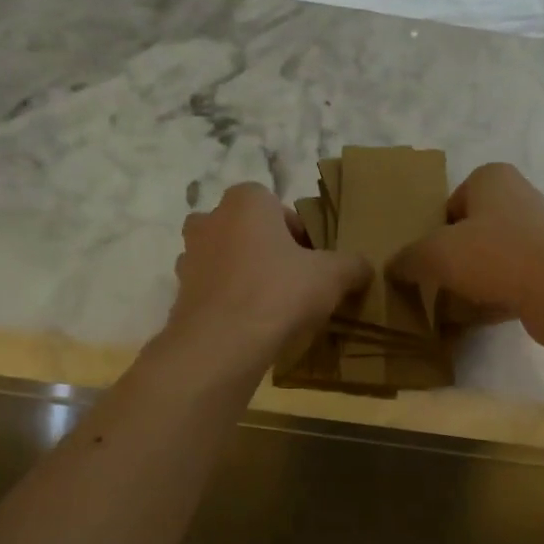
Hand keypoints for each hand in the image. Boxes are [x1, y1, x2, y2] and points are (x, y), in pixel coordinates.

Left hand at [166, 183, 369, 374]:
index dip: (300, 236)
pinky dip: (229, 301)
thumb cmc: (279, 292)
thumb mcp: (332, 276)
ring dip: (246, 276)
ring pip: (227, 260)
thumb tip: (363, 267)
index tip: (314, 263)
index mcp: (246, 201)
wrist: (223, 343)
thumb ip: (352, 265)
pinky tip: (250, 325)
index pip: (278, 208)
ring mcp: (190, 256)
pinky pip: (213, 290)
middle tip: (294, 283)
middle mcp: (210, 219)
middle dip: (269, 252)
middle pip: (249, 231)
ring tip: (272, 307)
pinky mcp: (180, 292)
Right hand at [390, 164, 543, 347]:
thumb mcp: (437, 254)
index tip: (424, 258)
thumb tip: (392, 267)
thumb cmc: (496, 255)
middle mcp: (520, 198)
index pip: (451, 201)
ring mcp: (541, 234)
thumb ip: (409, 258)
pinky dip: (496, 296)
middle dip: (454, 257)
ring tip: (453, 304)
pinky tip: (480, 316)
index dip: (433, 230)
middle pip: (472, 230)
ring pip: (493, 257)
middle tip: (433, 282)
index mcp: (492, 178)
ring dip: (474, 279)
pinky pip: (513, 281)